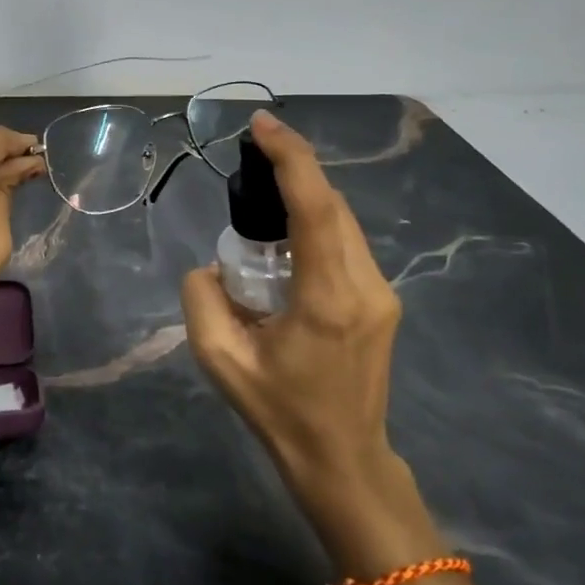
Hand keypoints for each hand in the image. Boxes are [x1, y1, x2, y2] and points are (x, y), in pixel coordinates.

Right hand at [182, 110, 406, 513]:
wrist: (343, 459)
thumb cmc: (280, 413)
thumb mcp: (220, 361)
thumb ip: (203, 299)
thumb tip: (213, 266)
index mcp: (326, 299)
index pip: (316, 208)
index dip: (291, 158)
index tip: (262, 125)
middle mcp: (364, 286)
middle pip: (333, 205)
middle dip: (295, 168)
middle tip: (254, 150)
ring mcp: (381, 293)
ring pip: (344, 221)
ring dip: (307, 195)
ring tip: (265, 187)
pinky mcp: (382, 300)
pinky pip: (347, 243)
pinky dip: (317, 221)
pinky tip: (287, 234)